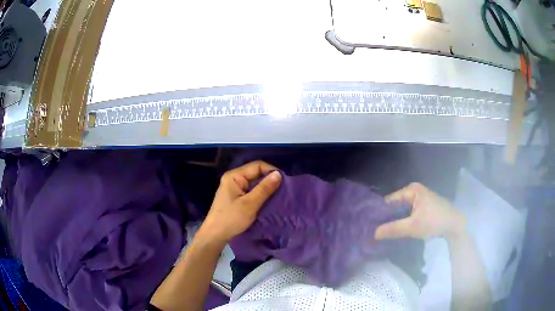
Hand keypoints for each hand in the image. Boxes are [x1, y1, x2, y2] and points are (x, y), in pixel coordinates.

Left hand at [196, 161, 281, 244]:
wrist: (215, 235)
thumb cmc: (231, 218)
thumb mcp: (250, 204)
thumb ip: (264, 188)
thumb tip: (279, 174)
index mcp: (234, 176)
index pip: (257, 166)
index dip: (271, 171)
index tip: (284, 182)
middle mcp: (234, 178)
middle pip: (256, 173)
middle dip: (270, 180)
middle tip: (284, 190)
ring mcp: (234, 188)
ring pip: (254, 183)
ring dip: (266, 189)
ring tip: (279, 196)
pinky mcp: (236, 197)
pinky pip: (251, 191)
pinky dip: (260, 195)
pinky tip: (269, 201)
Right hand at [375, 183, 465, 240]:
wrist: (455, 224)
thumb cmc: (435, 221)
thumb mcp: (413, 226)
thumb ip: (393, 229)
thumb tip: (373, 234)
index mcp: (411, 190)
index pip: (389, 200)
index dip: (379, 213)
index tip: (369, 226)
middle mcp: (414, 191)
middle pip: (395, 205)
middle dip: (387, 218)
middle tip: (375, 231)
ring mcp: (419, 198)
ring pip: (401, 210)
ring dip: (394, 221)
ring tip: (382, 233)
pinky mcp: (423, 207)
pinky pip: (408, 213)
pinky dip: (403, 221)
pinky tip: (396, 230)